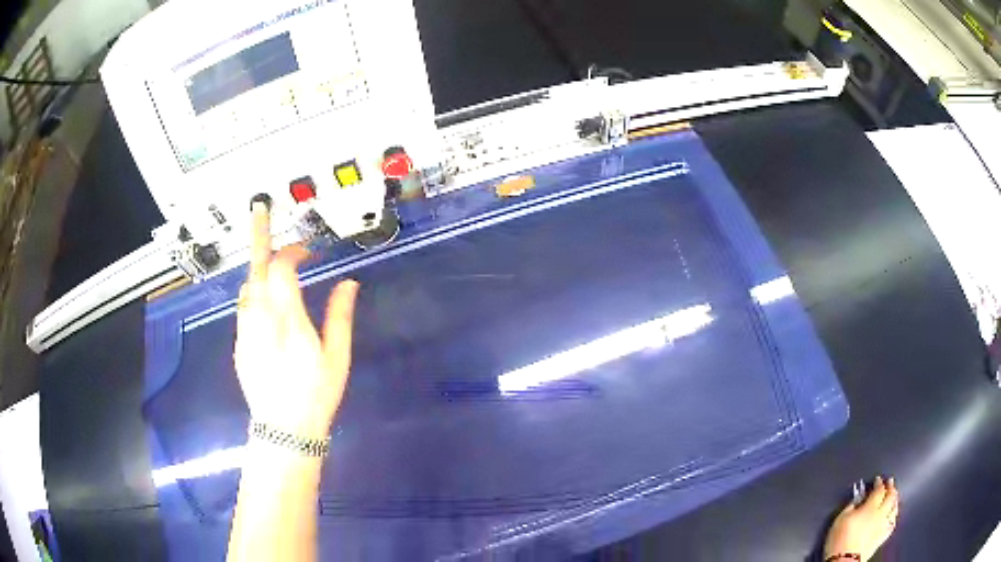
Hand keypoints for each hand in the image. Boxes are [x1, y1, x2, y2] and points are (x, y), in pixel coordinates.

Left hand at [234, 202, 359, 439]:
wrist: (283, 430)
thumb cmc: (316, 395)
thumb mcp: (336, 358)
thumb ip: (340, 316)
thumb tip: (348, 283)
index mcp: (289, 321)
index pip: (283, 270)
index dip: (292, 251)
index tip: (306, 250)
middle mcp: (261, 320)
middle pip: (256, 268)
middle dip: (259, 236)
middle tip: (259, 210)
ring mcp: (246, 331)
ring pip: (247, 287)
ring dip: (258, 268)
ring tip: (271, 262)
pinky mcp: (239, 343)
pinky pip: (244, 308)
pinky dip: (255, 293)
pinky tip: (267, 303)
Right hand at [824, 476, 899, 561]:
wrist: (843, 561)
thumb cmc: (839, 541)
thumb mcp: (840, 520)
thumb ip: (851, 506)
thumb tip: (857, 500)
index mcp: (870, 507)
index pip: (879, 490)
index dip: (879, 483)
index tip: (878, 480)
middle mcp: (880, 514)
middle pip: (890, 497)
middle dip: (891, 487)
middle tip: (890, 482)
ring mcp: (882, 526)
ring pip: (894, 509)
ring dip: (895, 500)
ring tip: (894, 495)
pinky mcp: (881, 538)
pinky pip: (892, 525)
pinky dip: (894, 517)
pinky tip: (893, 516)